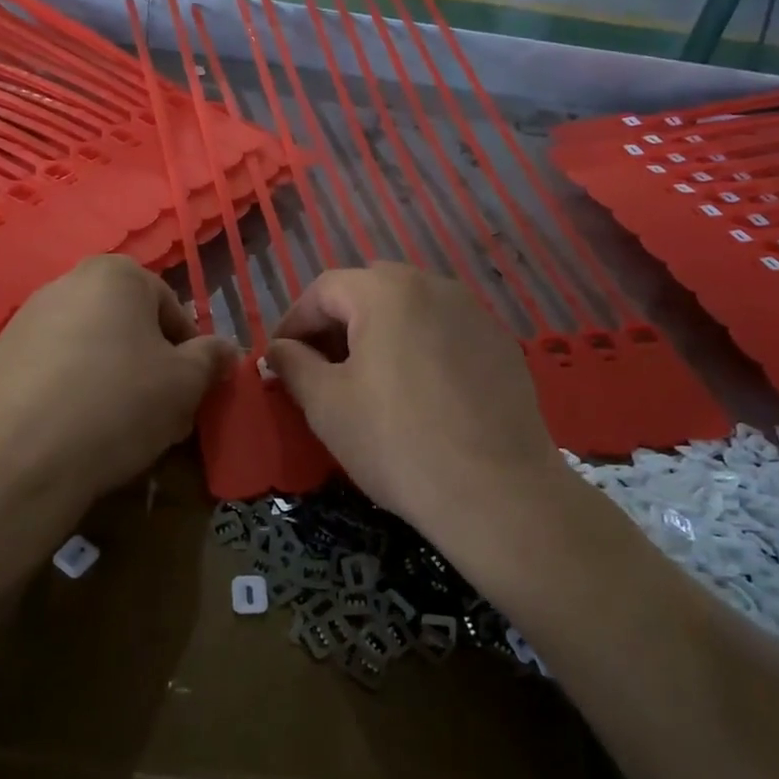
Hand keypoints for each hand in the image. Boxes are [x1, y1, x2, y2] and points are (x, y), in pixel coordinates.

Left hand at [0, 254, 237, 505]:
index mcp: (116, 275)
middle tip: (159, 415)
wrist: (16, 460)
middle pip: (128, 328)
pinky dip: (69, 396)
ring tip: (116, 431)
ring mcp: (24, 321)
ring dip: (111, 382)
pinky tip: (73, 434)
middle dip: (148, 368)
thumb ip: (212, 358)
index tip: (189, 395)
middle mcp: (66, 284)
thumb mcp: (186, 383)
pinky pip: (52, 375)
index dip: (189, 355)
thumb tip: (226, 350)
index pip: (172, 311)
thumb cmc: (117, 405)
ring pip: (90, 351)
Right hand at [266, 265, 568, 541]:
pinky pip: (445, 332)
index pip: (325, 289)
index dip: (294, 321)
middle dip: (337, 323)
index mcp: (387, 291)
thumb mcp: (326, 404)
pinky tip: (418, 392)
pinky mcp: (501, 345)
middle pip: (370, 290)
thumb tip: (277, 350)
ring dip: (379, 333)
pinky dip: (419, 348)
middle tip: (321, 367)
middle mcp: (434, 286)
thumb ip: (293, 364)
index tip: (279, 358)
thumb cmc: (396, 442)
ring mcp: (475, 314)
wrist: (497, 493)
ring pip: (411, 309)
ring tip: (367, 379)